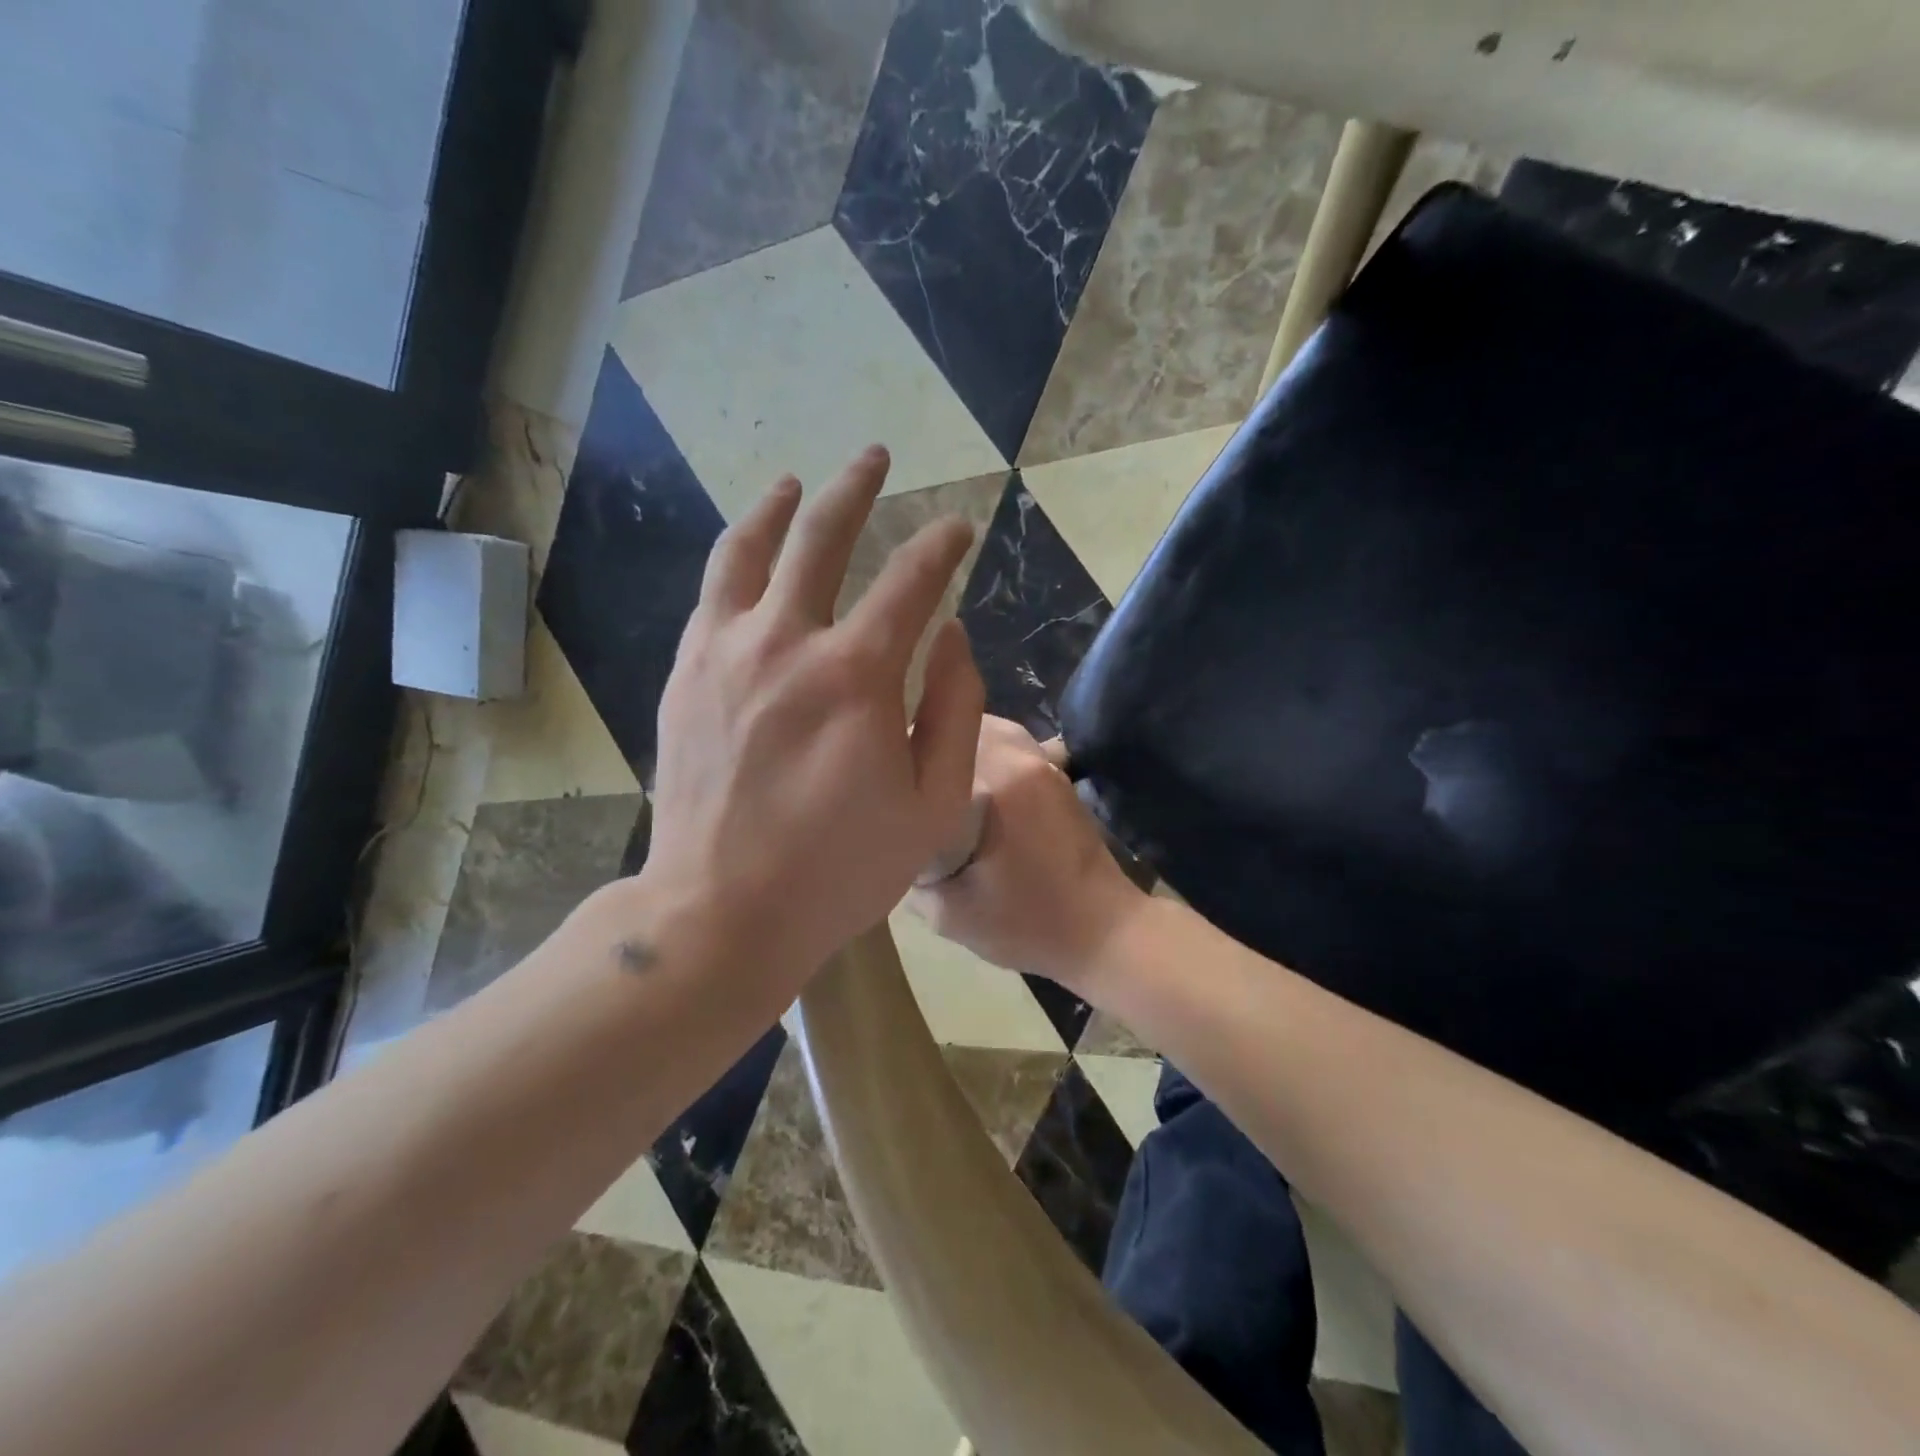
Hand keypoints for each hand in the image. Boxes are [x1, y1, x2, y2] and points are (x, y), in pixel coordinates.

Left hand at [642, 445, 984, 983]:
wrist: (722, 911)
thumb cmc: (840, 869)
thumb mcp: (932, 804)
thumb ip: (955, 709)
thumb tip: (951, 636)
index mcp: (857, 676)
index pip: (911, 581)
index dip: (941, 545)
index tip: (959, 527)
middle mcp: (786, 643)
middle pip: (821, 537)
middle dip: (857, 488)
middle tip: (877, 458)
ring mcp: (725, 653)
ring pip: (749, 551)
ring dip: (779, 508)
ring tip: (796, 483)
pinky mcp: (686, 675)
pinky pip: (712, 595)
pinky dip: (735, 561)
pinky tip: (747, 555)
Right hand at [907, 717, 1146, 991]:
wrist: (1103, 931)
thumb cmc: (1029, 926)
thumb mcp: (950, 914)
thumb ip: (912, 873)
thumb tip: (895, 840)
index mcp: (997, 784)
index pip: (933, 744)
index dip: (903, 755)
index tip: (883, 777)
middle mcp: (1022, 758)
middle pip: (960, 726)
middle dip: (928, 741)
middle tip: (903, 774)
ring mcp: (1044, 761)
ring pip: (986, 728)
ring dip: (958, 745)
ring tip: (931, 773)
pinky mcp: (1056, 772)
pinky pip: (1008, 744)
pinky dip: (983, 752)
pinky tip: (968, 782)